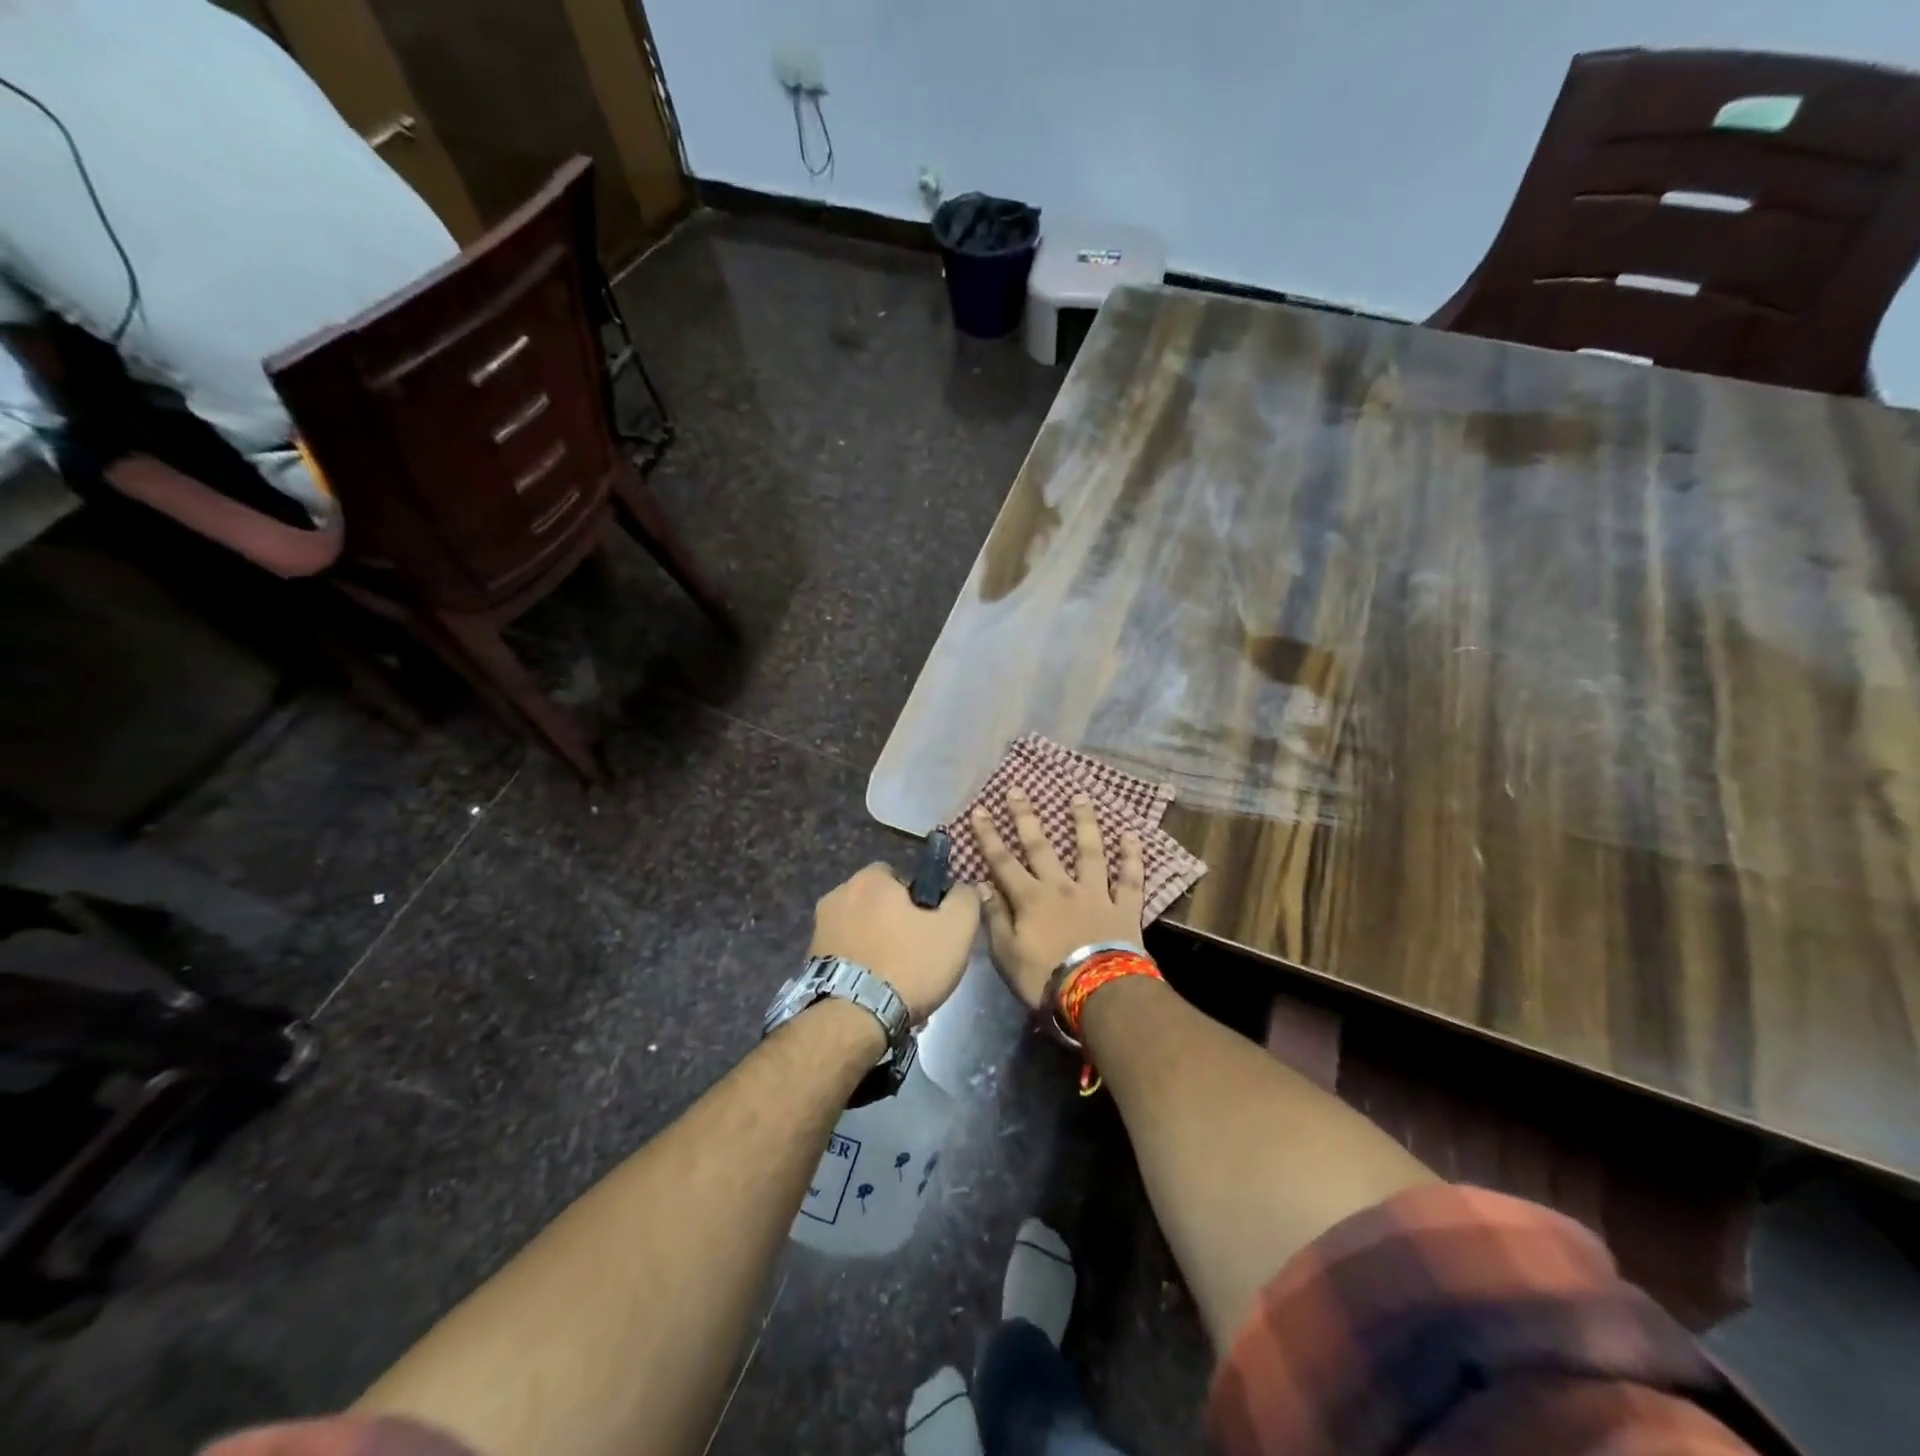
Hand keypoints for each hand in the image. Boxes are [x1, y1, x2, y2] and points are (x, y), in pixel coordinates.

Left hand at [809, 864, 980, 1022]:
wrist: (853, 1019)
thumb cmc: (908, 964)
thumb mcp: (955, 929)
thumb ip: (965, 899)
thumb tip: (963, 888)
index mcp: (869, 879)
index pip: (900, 876)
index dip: (920, 900)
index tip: (932, 927)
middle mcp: (838, 894)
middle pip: (878, 903)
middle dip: (896, 923)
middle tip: (918, 955)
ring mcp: (819, 928)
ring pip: (861, 930)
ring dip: (877, 945)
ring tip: (897, 980)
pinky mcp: (810, 960)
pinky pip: (846, 955)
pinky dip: (860, 966)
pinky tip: (875, 992)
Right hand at [971, 790, 1144, 1009]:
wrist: (1098, 993)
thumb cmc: (1045, 978)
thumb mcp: (1007, 955)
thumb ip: (995, 918)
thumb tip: (982, 886)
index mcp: (1029, 899)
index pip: (1002, 861)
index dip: (989, 836)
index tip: (979, 809)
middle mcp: (1060, 887)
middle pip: (1040, 846)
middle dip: (1026, 817)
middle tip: (1018, 789)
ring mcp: (1094, 893)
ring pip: (1089, 851)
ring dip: (1083, 823)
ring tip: (1080, 797)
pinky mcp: (1123, 907)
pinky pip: (1129, 878)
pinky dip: (1132, 857)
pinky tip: (1132, 835)